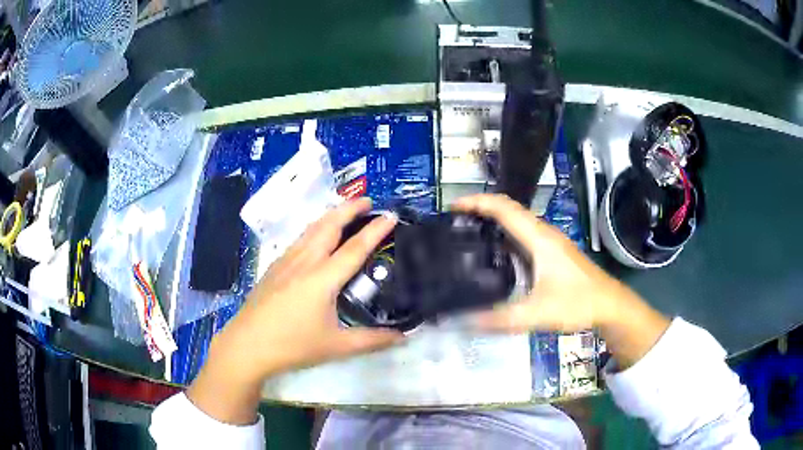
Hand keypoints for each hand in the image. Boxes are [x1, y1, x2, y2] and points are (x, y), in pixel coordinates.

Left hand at [188, 198, 402, 423]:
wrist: (247, 345)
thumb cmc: (292, 345)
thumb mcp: (336, 347)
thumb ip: (372, 340)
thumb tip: (403, 337)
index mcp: (322, 279)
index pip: (355, 248)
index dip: (375, 230)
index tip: (391, 215)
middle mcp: (304, 262)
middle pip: (329, 226)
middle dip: (349, 208)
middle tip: (367, 201)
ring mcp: (286, 262)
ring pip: (311, 229)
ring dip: (330, 215)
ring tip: (345, 211)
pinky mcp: (273, 267)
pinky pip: (299, 239)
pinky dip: (314, 228)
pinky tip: (315, 237)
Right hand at [453, 194, 668, 367]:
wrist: (610, 306)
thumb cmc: (578, 303)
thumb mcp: (537, 314)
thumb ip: (500, 319)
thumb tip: (463, 322)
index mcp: (539, 238)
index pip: (504, 208)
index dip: (477, 202)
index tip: (452, 207)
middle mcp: (544, 234)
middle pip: (509, 210)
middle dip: (480, 210)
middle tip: (454, 224)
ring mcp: (550, 243)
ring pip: (517, 223)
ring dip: (493, 223)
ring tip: (468, 236)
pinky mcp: (554, 254)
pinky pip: (524, 236)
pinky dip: (505, 237)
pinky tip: (495, 257)